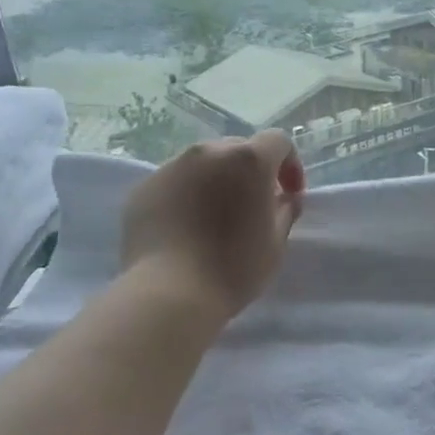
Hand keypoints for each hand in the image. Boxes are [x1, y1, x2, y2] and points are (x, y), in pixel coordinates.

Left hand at [120, 132, 305, 320]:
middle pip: (238, 149)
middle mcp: (208, 152)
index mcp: (248, 160)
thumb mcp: (275, 244)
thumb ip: (286, 211)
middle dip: (251, 172)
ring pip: (203, 164)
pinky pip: (175, 182)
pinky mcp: (144, 187)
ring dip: (217, 181)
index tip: (289, 194)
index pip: (278, 142)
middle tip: (253, 206)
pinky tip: (185, 229)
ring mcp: (171, 167)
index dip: (290, 164)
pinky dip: (187, 195)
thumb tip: (285, 197)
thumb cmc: (233, 268)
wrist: (168, 293)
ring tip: (215, 218)